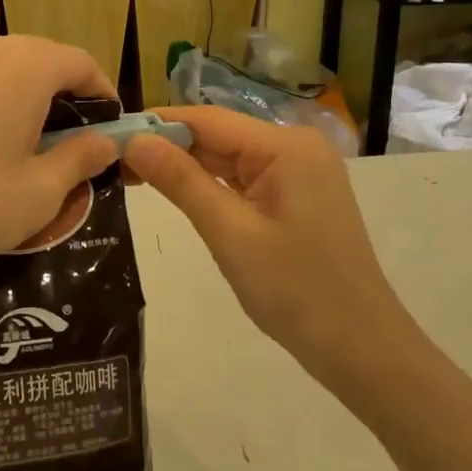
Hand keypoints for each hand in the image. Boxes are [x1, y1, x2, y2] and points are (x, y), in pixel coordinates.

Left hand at [0, 32, 120, 284]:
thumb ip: (80, 159)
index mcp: (23, 66)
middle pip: (36, 59)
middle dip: (59, 93)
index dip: (102, 91)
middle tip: (64, 139)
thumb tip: (106, 143)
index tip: (108, 126)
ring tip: (12, 140)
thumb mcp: (39, 193)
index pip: (79, 62)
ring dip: (14, 94)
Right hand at [124, 106, 417, 401]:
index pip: (208, 120)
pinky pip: (245, 180)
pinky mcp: (298, 195)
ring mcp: (300, 171)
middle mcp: (295, 147)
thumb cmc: (297, 292)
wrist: (363, 350)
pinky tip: (177, 193)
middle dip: (168, 148)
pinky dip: (212, 187)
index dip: (157, 124)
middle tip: (111, 162)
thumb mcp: (230, 234)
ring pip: (229, 159)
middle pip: (218, 136)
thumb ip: (181, 182)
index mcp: (286, 146)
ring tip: (131, 175)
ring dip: (186, 168)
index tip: (109, 135)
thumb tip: (134, 139)